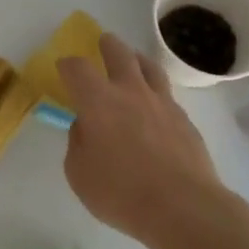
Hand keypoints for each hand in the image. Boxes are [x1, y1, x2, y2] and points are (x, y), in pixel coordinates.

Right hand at [57, 33, 228, 247]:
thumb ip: (78, 143)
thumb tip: (86, 126)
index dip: (67, 65)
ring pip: (149, 67)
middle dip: (107, 45)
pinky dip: (155, 90)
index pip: (77, 68)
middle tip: (103, 42)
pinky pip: (166, 94)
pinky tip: (153, 103)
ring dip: (136, 58)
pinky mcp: (184, 119)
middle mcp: (130, 92)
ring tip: (133, 59)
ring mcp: (162, 103)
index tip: (63, 68)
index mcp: (97, 101)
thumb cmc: (120, 192)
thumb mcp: (79, 173)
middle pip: (119, 53)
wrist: (183, 206)